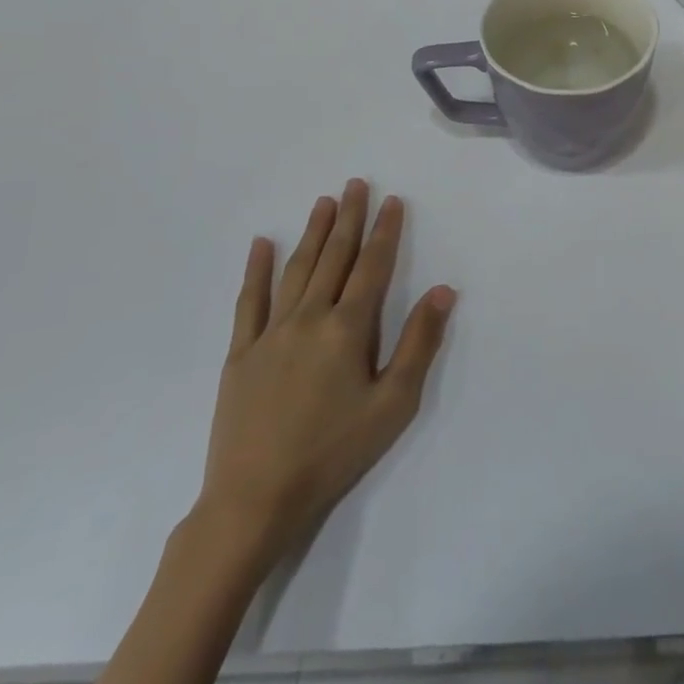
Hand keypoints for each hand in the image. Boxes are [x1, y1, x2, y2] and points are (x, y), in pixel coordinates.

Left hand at [192, 180, 455, 574]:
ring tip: (323, 202)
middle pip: (333, 258)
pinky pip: (248, 302)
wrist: (255, 499)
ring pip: (296, 270)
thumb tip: (444, 291)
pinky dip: (256, 270)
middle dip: (348, 218)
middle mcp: (309, 318)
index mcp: (348, 329)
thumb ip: (419, 343)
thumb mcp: (393, 403)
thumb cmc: (334, 451)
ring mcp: (269, 334)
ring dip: (312, 233)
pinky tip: (261, 245)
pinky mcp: (240, 354)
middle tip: (356, 183)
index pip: (372, 267)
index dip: (385, 232)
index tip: (392, 201)